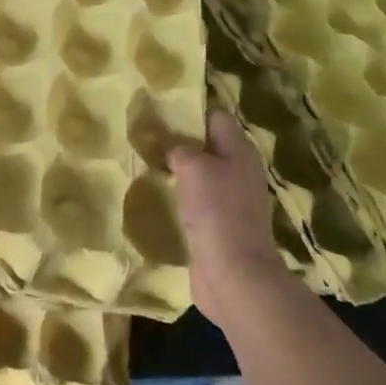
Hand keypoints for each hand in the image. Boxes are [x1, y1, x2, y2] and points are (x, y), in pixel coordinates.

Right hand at [167, 111, 289, 327]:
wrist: (234, 275)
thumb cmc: (216, 211)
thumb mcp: (193, 166)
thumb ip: (179, 148)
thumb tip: (171, 146)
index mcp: (239, 151)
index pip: (216, 116)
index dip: (191, 110)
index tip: (160, 109)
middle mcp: (238, 171)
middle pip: (207, 145)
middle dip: (179, 140)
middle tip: (146, 136)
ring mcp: (230, 200)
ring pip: (200, 174)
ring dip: (177, 169)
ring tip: (146, 162)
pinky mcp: (218, 225)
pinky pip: (196, 200)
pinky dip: (179, 196)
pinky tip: (157, 195)